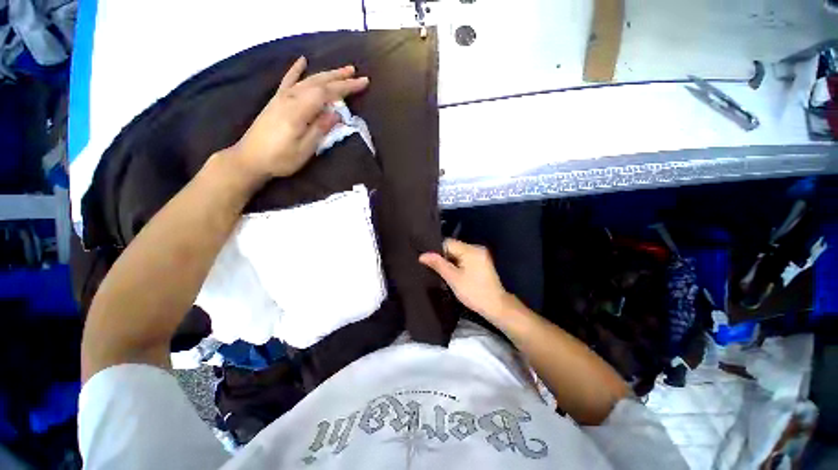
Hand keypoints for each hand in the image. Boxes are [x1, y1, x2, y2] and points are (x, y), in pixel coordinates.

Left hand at [228, 56, 368, 181]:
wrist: (250, 159)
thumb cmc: (280, 158)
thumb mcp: (305, 149)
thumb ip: (320, 129)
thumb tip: (336, 113)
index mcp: (299, 111)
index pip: (327, 93)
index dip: (346, 87)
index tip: (363, 83)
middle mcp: (290, 98)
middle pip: (319, 82)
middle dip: (340, 77)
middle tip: (357, 74)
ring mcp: (282, 97)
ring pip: (308, 80)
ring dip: (326, 73)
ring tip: (342, 70)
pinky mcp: (277, 100)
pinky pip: (288, 80)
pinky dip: (296, 70)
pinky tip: (302, 61)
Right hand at [419, 239, 511, 320]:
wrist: (496, 306)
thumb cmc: (473, 292)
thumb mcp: (453, 278)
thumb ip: (438, 264)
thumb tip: (422, 255)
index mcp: (470, 250)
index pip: (447, 243)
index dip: (437, 251)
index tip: (429, 262)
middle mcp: (476, 248)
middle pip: (453, 247)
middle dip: (444, 256)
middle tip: (435, 269)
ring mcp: (480, 254)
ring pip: (458, 253)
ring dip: (450, 261)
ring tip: (443, 271)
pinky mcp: (482, 261)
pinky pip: (465, 257)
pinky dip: (458, 263)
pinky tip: (454, 273)